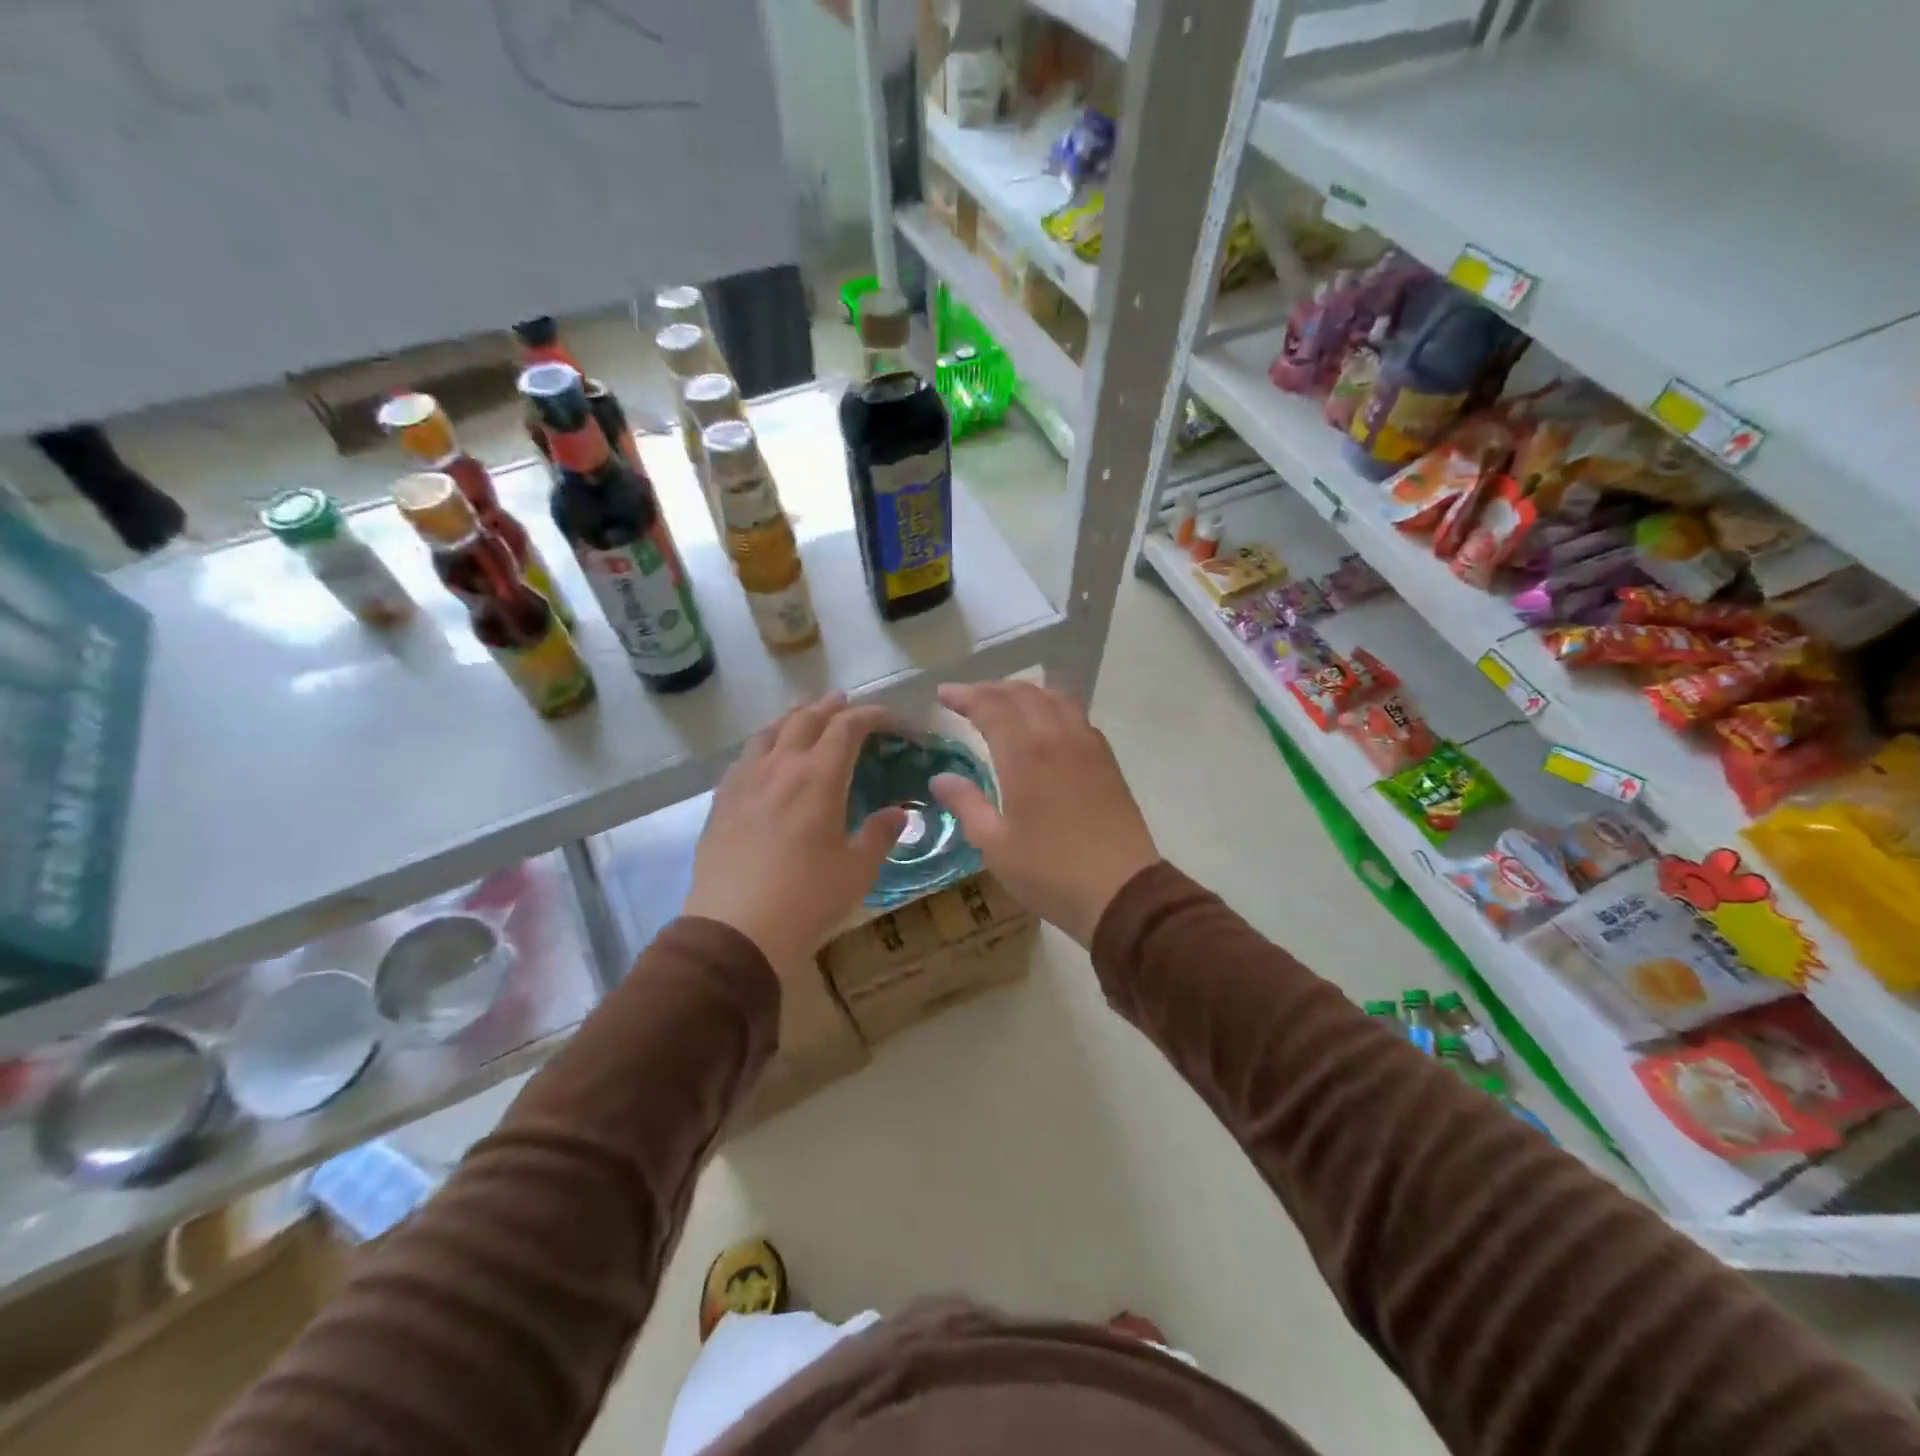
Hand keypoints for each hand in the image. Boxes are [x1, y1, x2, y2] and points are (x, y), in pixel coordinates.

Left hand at [685, 696, 906, 974]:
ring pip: (769, 732)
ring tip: (804, 717)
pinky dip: (764, 744)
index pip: (847, 728)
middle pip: (806, 720)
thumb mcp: (857, 871)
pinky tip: (765, 757)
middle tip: (845, 703)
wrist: (735, 930)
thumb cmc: (806, 899)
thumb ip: (880, 835)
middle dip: (830, 707)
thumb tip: (898, 813)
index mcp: (819, 777)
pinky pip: (744, 757)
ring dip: (793, 718)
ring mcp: (745, 781)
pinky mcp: (721, 801)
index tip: (889, 718)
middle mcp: (780, 767)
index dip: (871, 715)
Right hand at [930, 680, 1157, 944]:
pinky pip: (1077, 716)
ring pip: (1055, 699)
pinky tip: (1046, 726)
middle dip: (991, 689)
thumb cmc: (1050, 872)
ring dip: (1025, 693)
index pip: (992, 707)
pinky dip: (1053, 707)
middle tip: (968, 698)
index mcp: (1026, 755)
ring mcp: (1088, 747)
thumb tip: (941, 778)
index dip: (966, 696)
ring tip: (1005, 703)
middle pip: (1024, 694)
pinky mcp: (1108, 762)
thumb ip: (967, 805)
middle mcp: (1058, 738)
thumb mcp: (995, 846)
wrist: (1122, 893)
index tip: (944, 695)